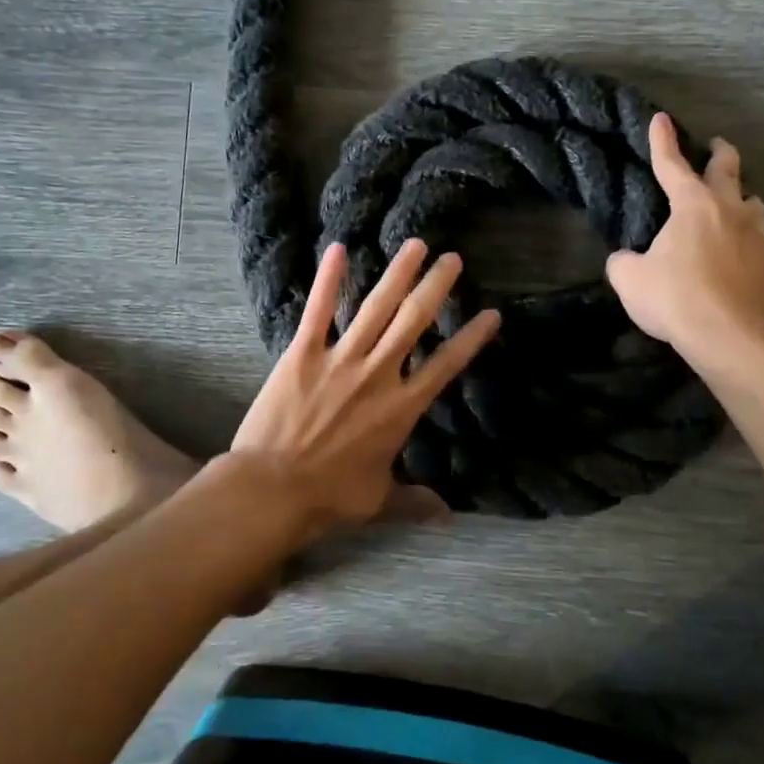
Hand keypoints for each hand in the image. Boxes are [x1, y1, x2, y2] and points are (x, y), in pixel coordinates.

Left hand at [230, 238, 500, 537]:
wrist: (272, 489)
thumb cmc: (329, 497)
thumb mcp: (378, 501)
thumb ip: (415, 501)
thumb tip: (447, 518)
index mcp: (401, 408)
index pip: (446, 366)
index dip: (471, 339)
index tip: (491, 313)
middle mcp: (377, 375)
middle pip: (414, 322)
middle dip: (436, 288)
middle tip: (453, 259)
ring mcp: (340, 360)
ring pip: (375, 308)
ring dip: (397, 274)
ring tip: (416, 246)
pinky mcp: (302, 354)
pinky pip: (318, 311)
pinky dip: (327, 280)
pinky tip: (337, 248)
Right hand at [606, 113, 763, 354]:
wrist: (727, 338)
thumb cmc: (673, 299)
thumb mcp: (628, 279)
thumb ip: (624, 261)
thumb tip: (627, 259)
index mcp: (693, 207)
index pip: (672, 165)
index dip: (662, 141)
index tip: (661, 119)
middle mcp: (733, 213)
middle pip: (730, 172)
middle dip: (721, 155)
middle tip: (718, 148)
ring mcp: (763, 241)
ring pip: (755, 209)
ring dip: (742, 205)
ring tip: (733, 213)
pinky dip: (756, 252)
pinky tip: (748, 264)